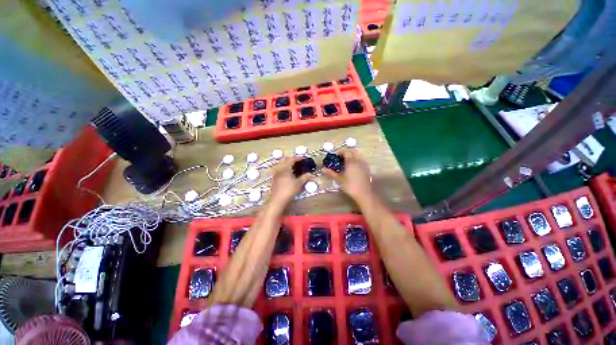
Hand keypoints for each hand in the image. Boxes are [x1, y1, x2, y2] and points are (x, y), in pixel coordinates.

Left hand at [268, 156, 312, 205]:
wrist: (277, 200)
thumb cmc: (289, 190)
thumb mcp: (299, 184)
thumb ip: (305, 178)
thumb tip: (310, 174)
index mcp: (285, 168)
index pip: (292, 159)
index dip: (298, 157)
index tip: (304, 158)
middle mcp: (279, 169)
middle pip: (284, 160)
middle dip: (290, 159)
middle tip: (297, 161)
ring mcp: (275, 174)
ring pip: (280, 165)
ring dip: (286, 164)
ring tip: (293, 168)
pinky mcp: (274, 179)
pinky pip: (279, 170)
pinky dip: (284, 169)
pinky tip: (288, 175)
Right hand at [323, 149, 372, 201]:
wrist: (363, 193)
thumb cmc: (350, 186)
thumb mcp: (339, 179)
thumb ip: (331, 173)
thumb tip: (323, 169)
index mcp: (351, 162)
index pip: (346, 152)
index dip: (340, 152)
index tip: (335, 156)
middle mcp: (358, 161)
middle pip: (353, 152)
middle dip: (346, 152)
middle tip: (340, 157)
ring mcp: (364, 164)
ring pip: (358, 155)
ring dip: (352, 155)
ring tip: (346, 161)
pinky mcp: (367, 169)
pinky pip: (361, 160)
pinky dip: (356, 159)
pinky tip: (353, 166)